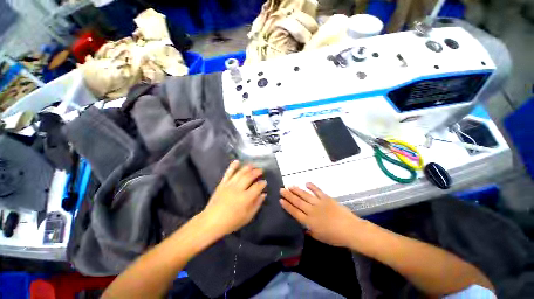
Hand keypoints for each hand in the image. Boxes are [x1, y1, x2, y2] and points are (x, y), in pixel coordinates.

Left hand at [201, 160, 266, 236]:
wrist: (211, 221)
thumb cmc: (231, 222)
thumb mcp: (247, 217)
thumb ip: (257, 204)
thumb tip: (263, 194)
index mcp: (246, 198)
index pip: (257, 186)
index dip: (262, 183)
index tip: (265, 182)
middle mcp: (238, 189)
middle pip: (249, 176)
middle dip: (257, 172)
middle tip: (261, 170)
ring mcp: (229, 185)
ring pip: (240, 172)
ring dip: (248, 167)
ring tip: (253, 165)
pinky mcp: (222, 183)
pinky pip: (228, 172)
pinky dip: (233, 166)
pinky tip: (237, 161)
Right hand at [280, 183, 362, 247]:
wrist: (350, 229)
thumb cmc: (335, 237)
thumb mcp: (320, 237)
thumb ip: (310, 231)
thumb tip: (305, 226)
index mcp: (309, 221)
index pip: (295, 212)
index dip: (287, 206)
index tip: (280, 200)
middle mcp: (311, 210)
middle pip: (297, 202)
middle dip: (288, 195)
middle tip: (281, 189)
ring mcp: (318, 203)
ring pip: (305, 195)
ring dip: (297, 190)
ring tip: (290, 185)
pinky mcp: (326, 198)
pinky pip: (317, 191)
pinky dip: (312, 186)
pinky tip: (306, 183)